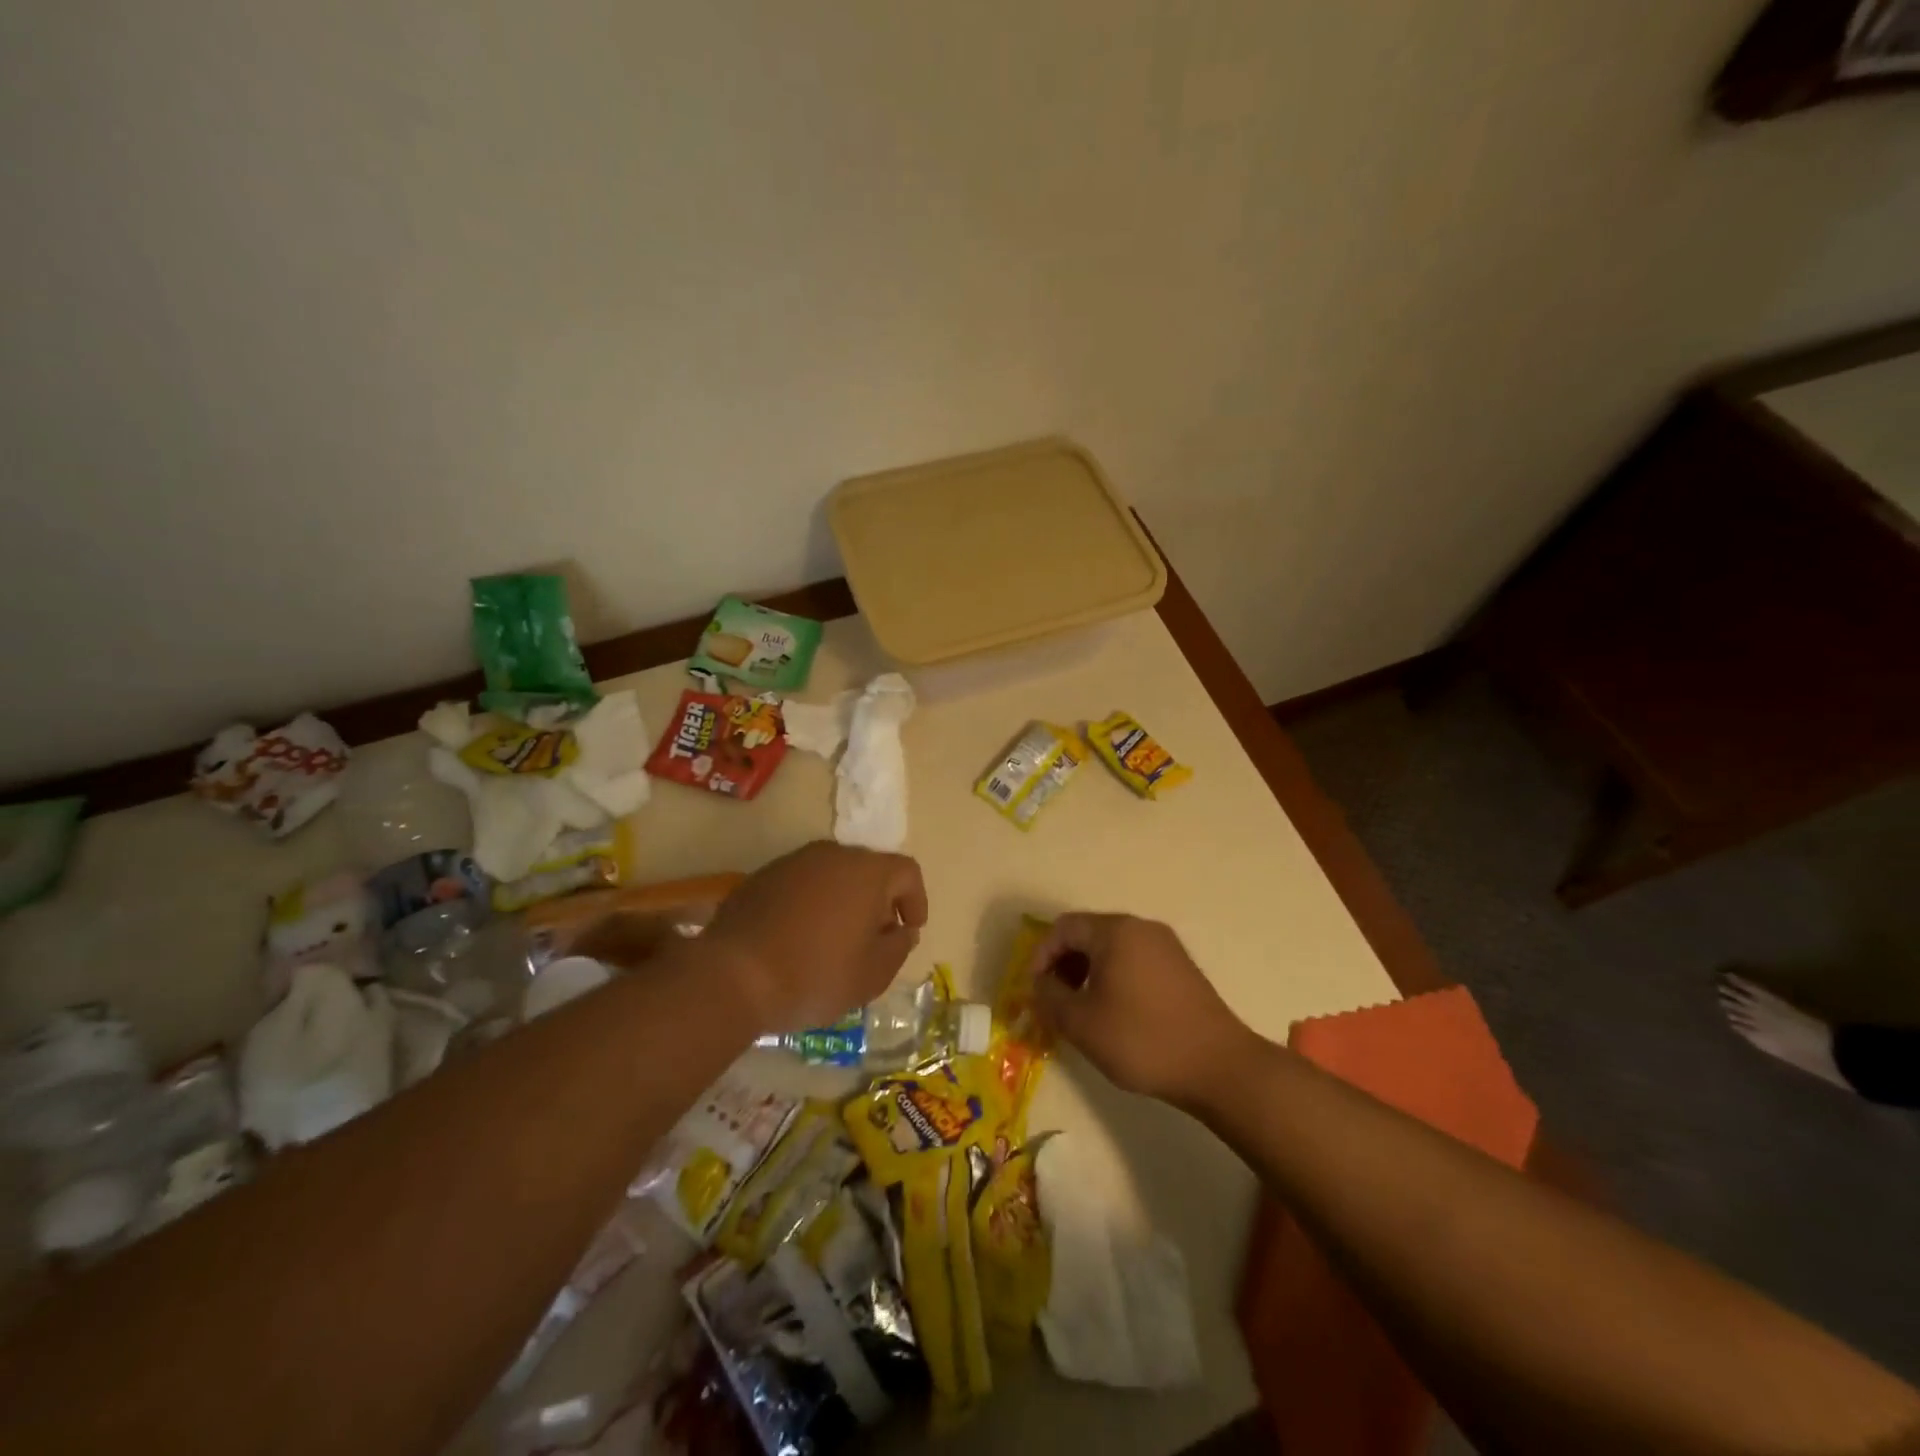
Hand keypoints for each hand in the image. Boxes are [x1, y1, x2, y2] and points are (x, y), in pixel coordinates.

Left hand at [702, 841, 928, 1031]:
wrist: (733, 976)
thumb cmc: (815, 975)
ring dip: (843, 902)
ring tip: (836, 942)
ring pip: (833, 876)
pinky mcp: (761, 877)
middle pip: (869, 870)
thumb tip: (902, 930)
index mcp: (866, 872)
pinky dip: (811, 905)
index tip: (910, 930)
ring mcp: (793, 862)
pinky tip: (800, 939)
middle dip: (879, 902)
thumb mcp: (872, 975)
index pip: (907, 872)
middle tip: (874, 939)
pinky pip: (801, 885)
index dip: (916, 900)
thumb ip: (898, 948)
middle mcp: (832, 855)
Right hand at [1030, 912, 1254, 1104]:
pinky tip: (1114, 1011)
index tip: (1035, 989)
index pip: (1064, 928)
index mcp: (1116, 931)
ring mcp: (1166, 946)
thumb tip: (1040, 985)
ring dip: (1088, 971)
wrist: (1218, 1066)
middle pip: (1089, 933)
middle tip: (1055, 999)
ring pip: (1112, 948)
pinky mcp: (1181, 967)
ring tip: (1082, 1008)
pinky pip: (1135, 960)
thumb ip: (1050, 998)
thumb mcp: (1082, 1023)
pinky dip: (1114, 976)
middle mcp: (1141, 927)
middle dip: (1064, 963)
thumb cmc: (1142, 1039)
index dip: (1041, 955)